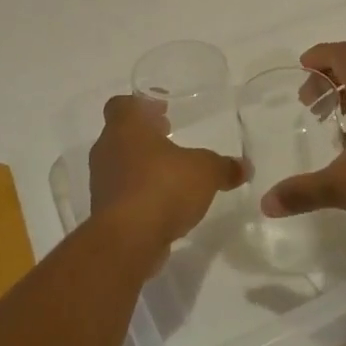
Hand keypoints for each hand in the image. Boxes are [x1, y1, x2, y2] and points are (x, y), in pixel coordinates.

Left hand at [90, 94, 243, 247]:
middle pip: (121, 133)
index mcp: (126, 128)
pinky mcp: (104, 213)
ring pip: (120, 164)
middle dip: (146, 134)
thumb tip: (244, 167)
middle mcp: (107, 150)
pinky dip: (140, 193)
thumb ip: (223, 167)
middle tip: (170, 136)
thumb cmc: (162, 187)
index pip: (121, 104)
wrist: (127, 241)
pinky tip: (164, 203)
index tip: (162, 110)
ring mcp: (101, 183)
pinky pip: (123, 193)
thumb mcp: (205, 172)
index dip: (141, 104)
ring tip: (171, 172)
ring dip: (142, 165)